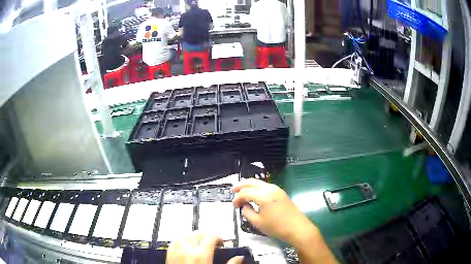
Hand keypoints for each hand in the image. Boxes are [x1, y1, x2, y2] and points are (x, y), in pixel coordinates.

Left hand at [166, 231, 243, 263]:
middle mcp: (187, 250)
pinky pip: (174, 242)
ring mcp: (175, 252)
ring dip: (192, 236)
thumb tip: (239, 258)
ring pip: (183, 234)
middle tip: (212, 242)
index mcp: (201, 255)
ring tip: (198, 243)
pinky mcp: (169, 255)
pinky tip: (186, 248)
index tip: (221, 243)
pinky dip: (181, 241)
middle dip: (206, 235)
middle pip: (197, 233)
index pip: (211, 236)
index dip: (219, 237)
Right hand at [232, 179, 337, 263]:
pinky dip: (257, 188)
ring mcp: (277, 189)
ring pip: (259, 183)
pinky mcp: (281, 193)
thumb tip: (244, 206)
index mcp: (263, 196)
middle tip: (232, 191)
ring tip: (241, 193)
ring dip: (249, 186)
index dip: (236, 198)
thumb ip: (247, 212)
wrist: (298, 228)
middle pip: (252, 182)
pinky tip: (254, 195)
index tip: (233, 206)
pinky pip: (265, 186)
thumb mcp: (258, 222)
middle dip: (241, 185)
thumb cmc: (277, 227)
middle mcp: (270, 189)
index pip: (245, 193)